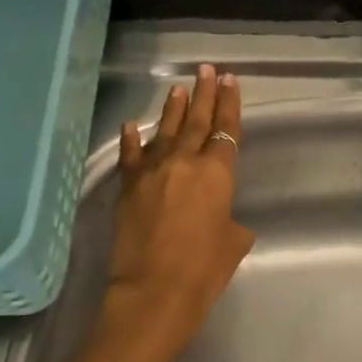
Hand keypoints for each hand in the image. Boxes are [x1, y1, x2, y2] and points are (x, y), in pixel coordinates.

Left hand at [93, 64, 254, 361]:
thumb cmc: (204, 270)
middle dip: (204, 93)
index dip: (229, 104)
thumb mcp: (233, 243)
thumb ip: (230, 221)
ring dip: (173, 109)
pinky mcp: (128, 188)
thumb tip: (222, 219)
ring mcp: (152, 173)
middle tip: (207, 70)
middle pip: (197, 121)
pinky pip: (131, 157)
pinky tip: (132, 125)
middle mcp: (184, 163)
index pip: (226, 130)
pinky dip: (132, 140)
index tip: (230, 80)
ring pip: (165, 132)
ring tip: (178, 87)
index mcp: (217, 174)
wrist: (153, 292)